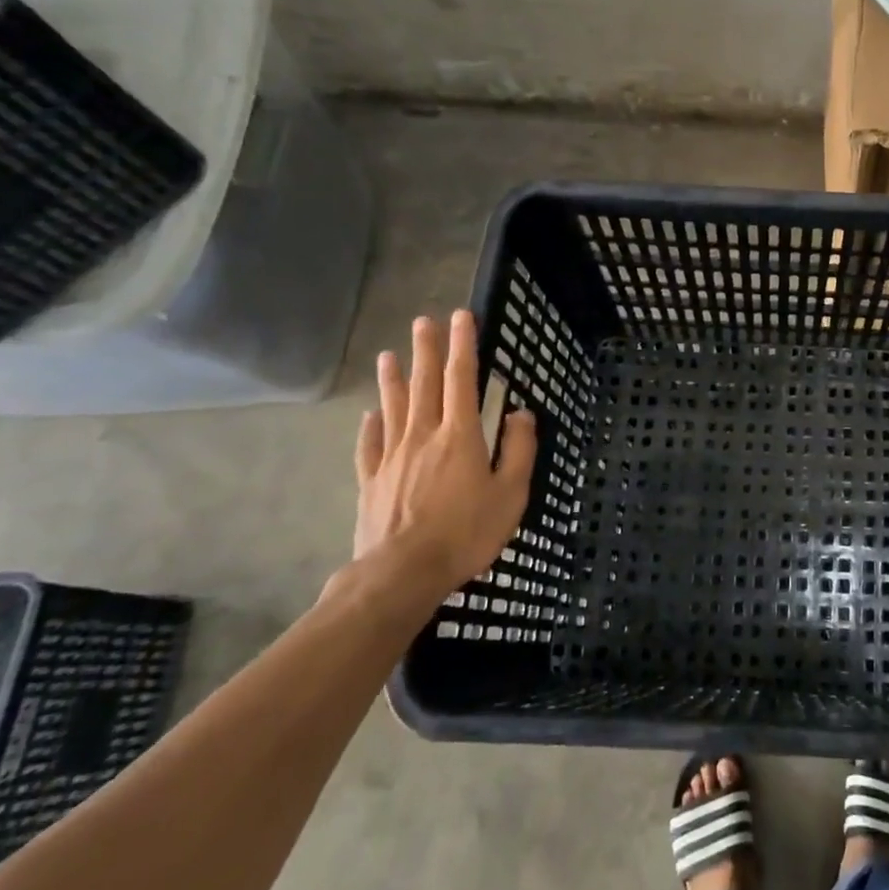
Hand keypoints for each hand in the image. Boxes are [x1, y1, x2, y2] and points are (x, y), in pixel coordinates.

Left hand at [351, 310, 537, 594]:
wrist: (403, 572)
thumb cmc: (466, 532)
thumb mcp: (511, 493)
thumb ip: (519, 450)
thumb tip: (520, 413)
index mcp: (460, 435)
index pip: (462, 379)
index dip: (463, 345)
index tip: (461, 317)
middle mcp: (424, 435)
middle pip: (425, 384)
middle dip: (427, 350)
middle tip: (423, 321)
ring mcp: (393, 457)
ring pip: (393, 407)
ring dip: (394, 379)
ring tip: (389, 355)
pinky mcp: (372, 480)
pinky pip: (370, 445)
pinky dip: (370, 425)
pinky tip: (369, 414)